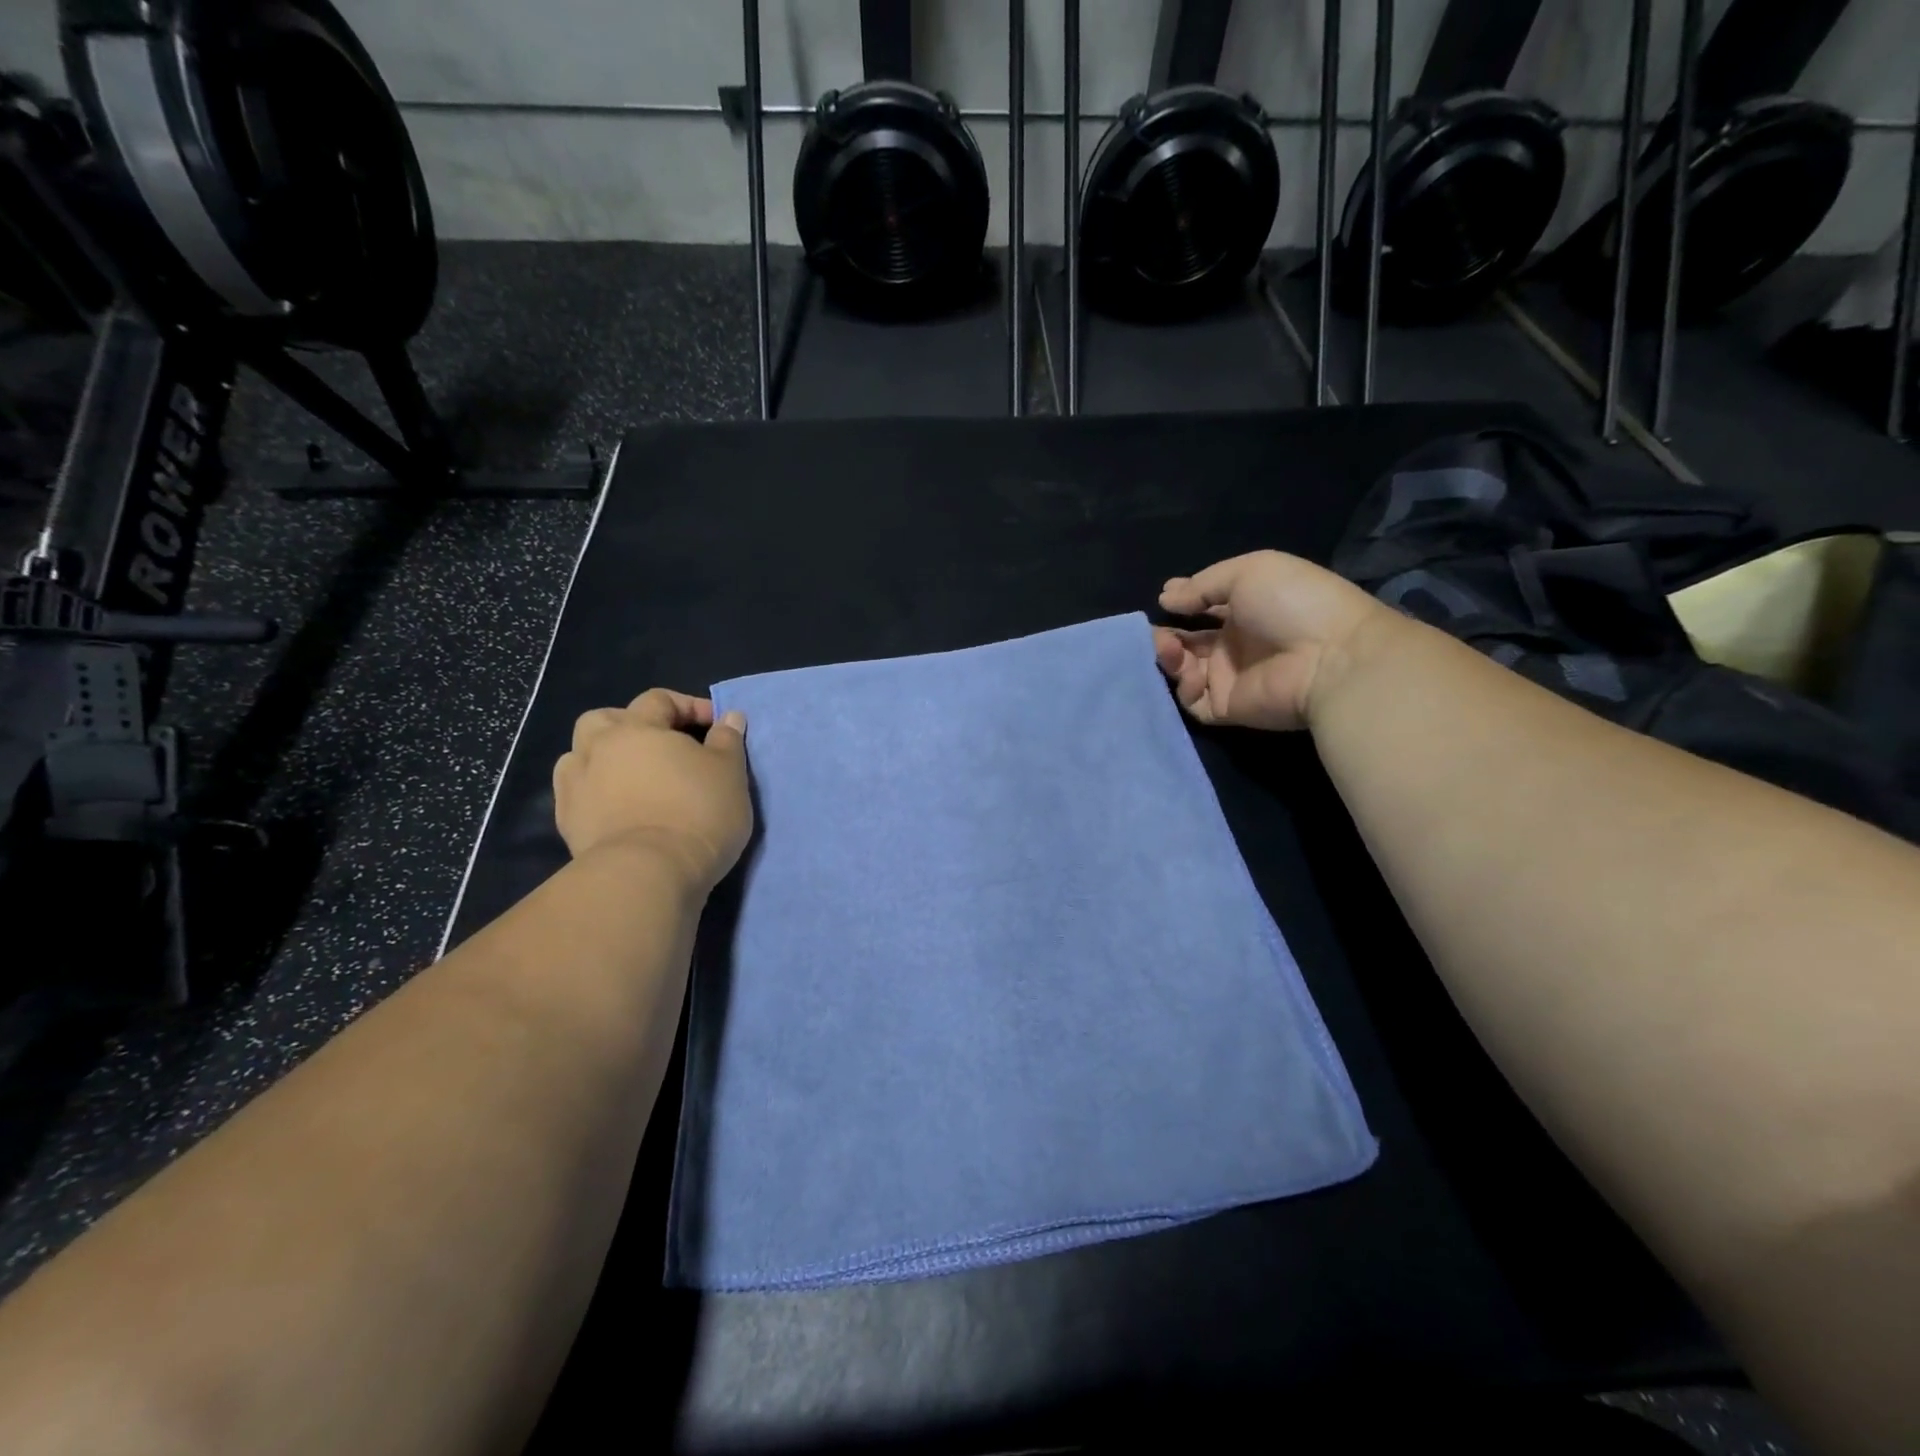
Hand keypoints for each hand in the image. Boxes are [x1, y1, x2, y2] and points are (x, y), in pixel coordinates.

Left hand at [554, 689, 752, 891]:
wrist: (649, 873)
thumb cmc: (698, 812)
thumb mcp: (729, 773)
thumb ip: (727, 740)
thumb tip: (729, 716)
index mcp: (637, 728)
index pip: (659, 700)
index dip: (690, 706)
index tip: (717, 726)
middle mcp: (598, 748)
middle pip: (606, 720)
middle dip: (632, 724)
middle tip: (662, 745)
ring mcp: (576, 785)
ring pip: (582, 755)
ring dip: (606, 757)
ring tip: (634, 777)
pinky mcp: (567, 822)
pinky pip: (579, 792)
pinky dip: (596, 791)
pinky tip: (618, 807)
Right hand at [1154, 551, 1392, 730]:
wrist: (1328, 656)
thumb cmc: (1291, 603)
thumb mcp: (1248, 572)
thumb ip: (1202, 585)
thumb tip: (1165, 597)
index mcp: (1247, 610)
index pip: (1206, 608)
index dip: (1184, 603)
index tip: (1164, 599)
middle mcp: (1236, 645)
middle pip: (1189, 642)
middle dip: (1167, 635)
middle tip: (1152, 630)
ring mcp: (1230, 678)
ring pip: (1184, 671)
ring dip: (1168, 657)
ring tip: (1165, 646)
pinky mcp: (1227, 707)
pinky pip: (1192, 701)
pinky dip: (1182, 687)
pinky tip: (1186, 670)